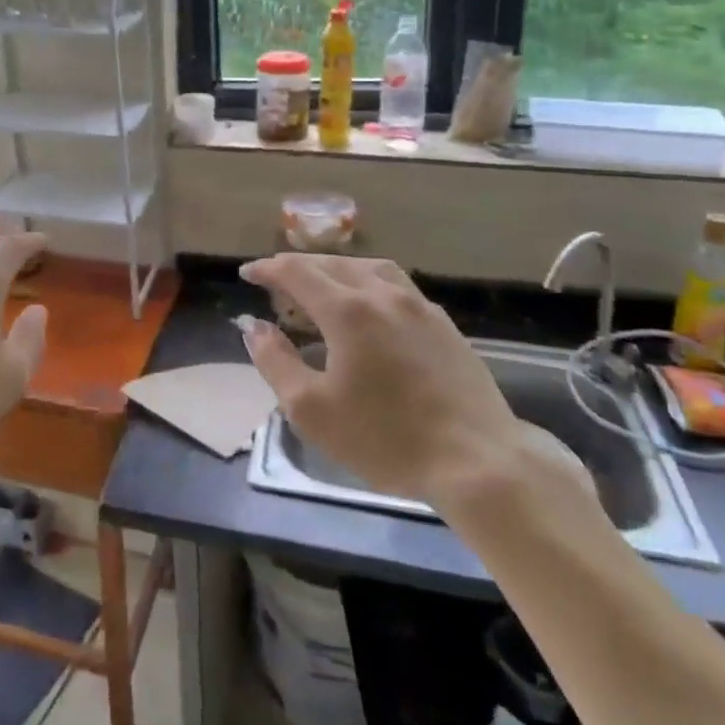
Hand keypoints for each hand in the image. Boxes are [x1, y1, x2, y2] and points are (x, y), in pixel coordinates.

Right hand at [238, 254, 527, 510]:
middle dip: (297, 268)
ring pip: (367, 267)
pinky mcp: (442, 322)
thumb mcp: (311, 409)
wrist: (477, 461)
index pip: (296, 271)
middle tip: (276, 283)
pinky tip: (368, 307)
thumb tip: (254, 327)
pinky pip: (395, 284)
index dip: (267, 268)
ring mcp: (418, 305)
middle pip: (330, 263)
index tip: (247, 274)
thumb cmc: (385, 438)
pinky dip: (367, 282)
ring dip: (335, 269)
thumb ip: (274, 361)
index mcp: (347, 309)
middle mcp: (381, 293)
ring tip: (320, 286)